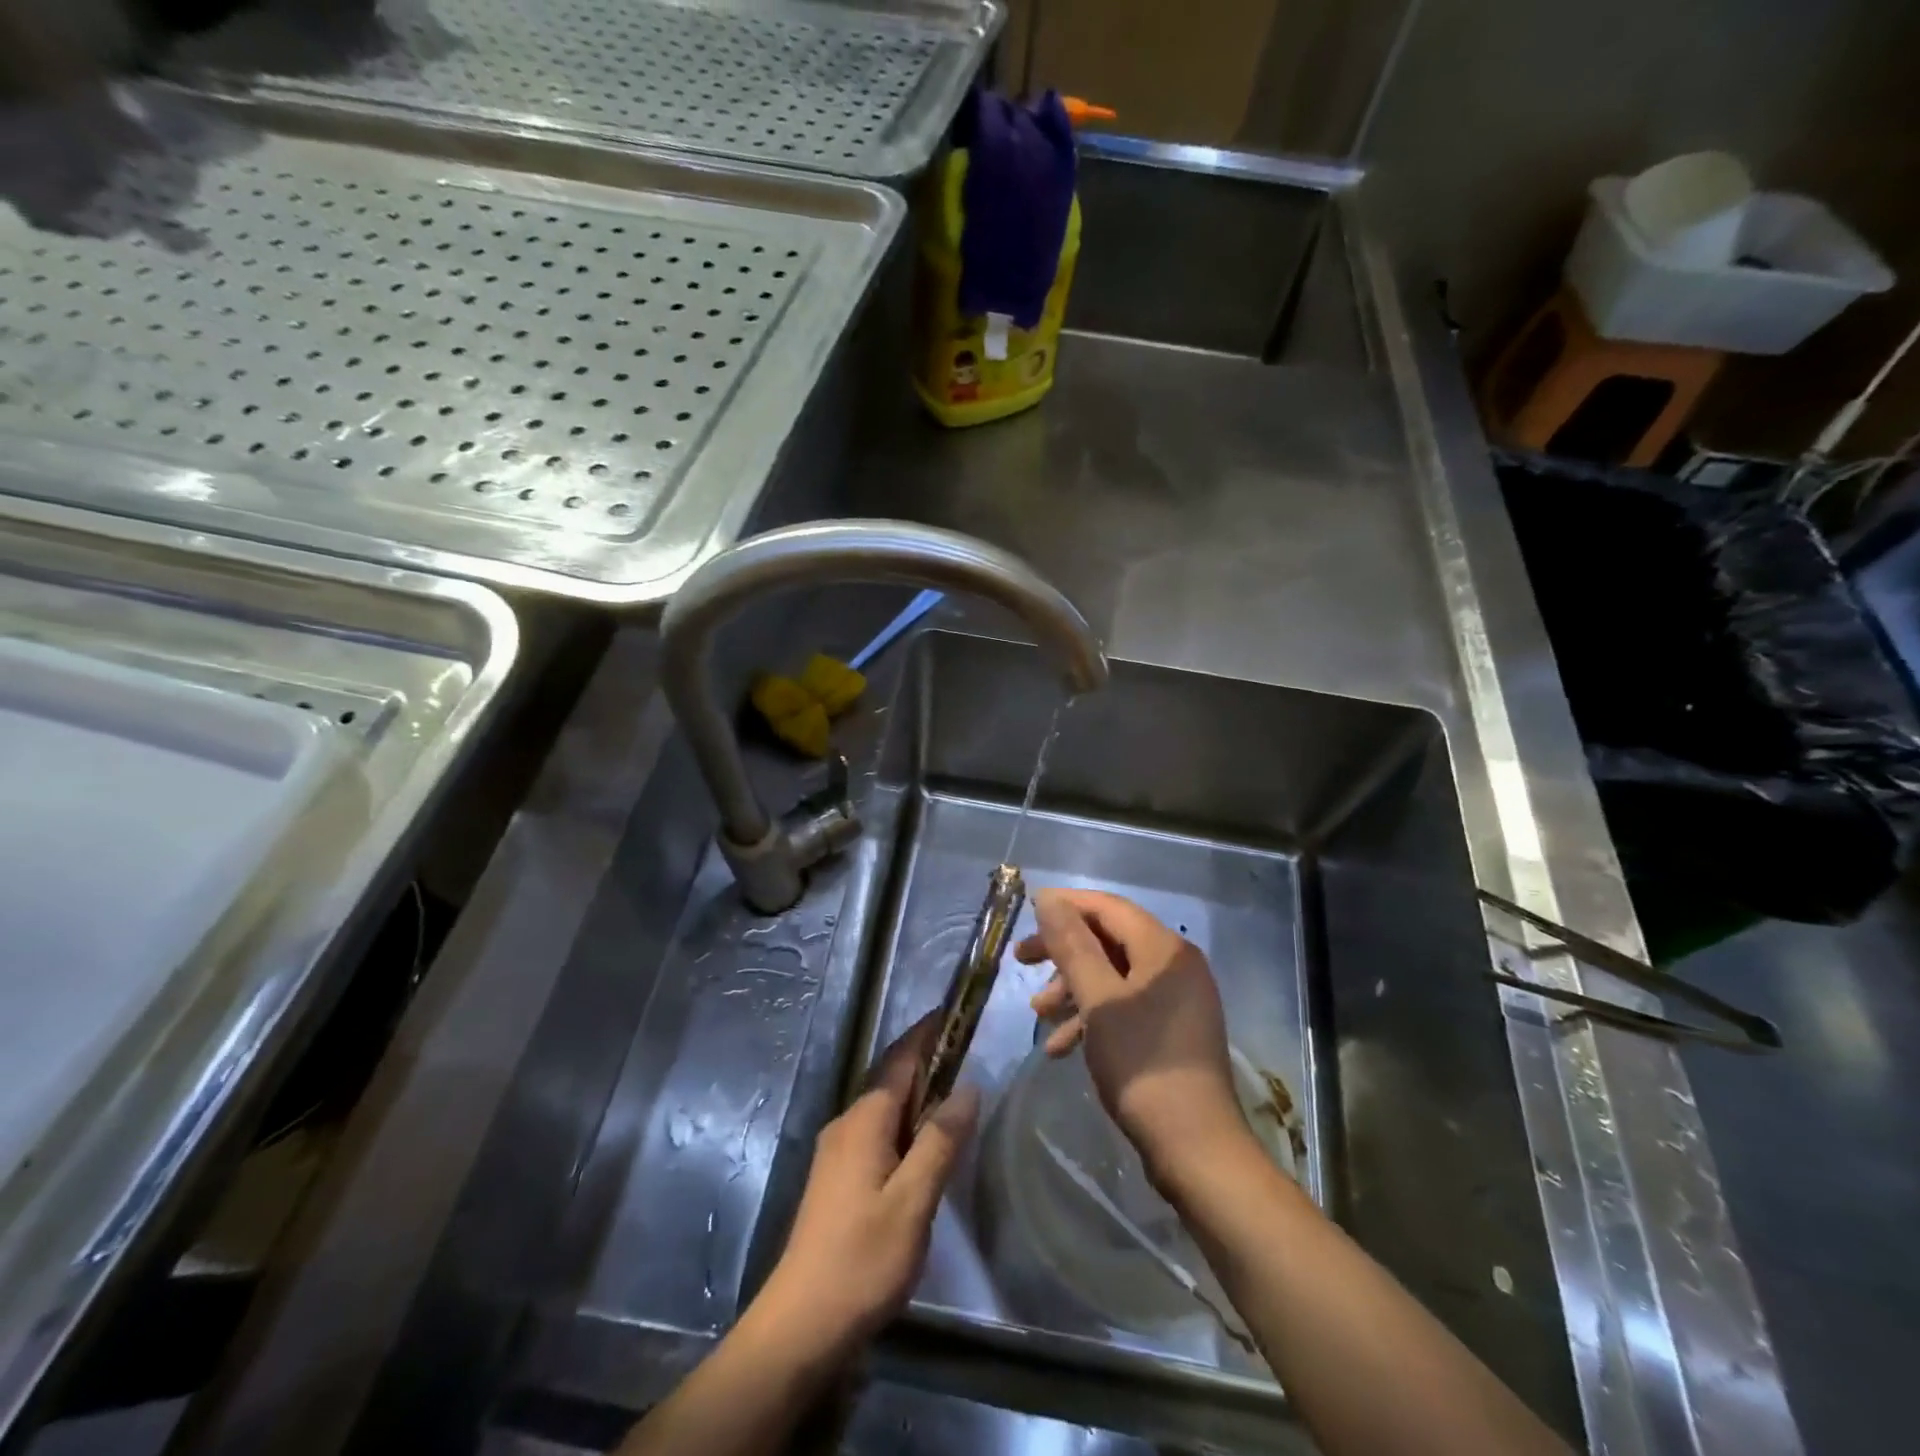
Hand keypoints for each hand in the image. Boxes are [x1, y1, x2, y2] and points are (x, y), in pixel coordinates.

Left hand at [753, 1016, 978, 1353]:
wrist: (801, 1324)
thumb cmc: (862, 1258)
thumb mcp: (913, 1201)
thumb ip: (941, 1141)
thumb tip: (968, 1086)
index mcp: (865, 1119)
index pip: (901, 1058)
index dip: (927, 1033)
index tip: (954, 1012)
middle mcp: (847, 1124)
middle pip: (892, 1080)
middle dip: (927, 1063)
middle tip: (968, 1056)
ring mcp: (837, 1152)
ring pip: (885, 1109)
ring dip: (917, 1097)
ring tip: (955, 1099)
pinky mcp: (837, 1179)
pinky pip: (877, 1133)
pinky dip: (905, 1126)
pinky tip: (924, 1149)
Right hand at [1018, 888, 1250, 1183]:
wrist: (1195, 1147)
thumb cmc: (1141, 1064)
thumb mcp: (1097, 1000)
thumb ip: (1072, 945)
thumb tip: (1049, 899)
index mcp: (1164, 948)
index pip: (1108, 907)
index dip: (1065, 904)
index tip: (1026, 912)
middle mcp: (1176, 964)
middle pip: (1109, 939)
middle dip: (1063, 950)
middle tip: (1021, 960)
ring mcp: (1178, 998)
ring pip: (1114, 975)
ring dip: (1073, 988)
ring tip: (1038, 1014)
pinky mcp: (1173, 1030)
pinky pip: (1127, 1006)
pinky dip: (1094, 1016)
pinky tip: (1063, 1046)